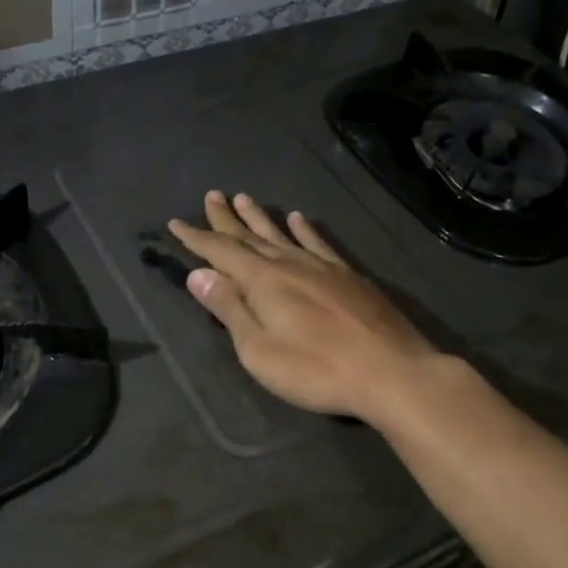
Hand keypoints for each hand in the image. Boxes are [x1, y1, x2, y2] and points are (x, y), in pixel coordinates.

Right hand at [167, 191, 443, 422]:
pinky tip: (298, 218)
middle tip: (211, 196)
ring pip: (282, 234)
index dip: (197, 238)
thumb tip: (198, 274)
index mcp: (263, 281)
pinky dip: (305, 229)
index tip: (176, 223)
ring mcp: (322, 267)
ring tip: (243, 198)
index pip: (221, 252)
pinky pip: (319, 243)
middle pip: (250, 236)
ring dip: (260, 217)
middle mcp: (289, 263)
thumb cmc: (316, 369)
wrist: (391, 371)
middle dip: (226, 219)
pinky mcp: (348, 276)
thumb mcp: (259, 350)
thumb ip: (229, 309)